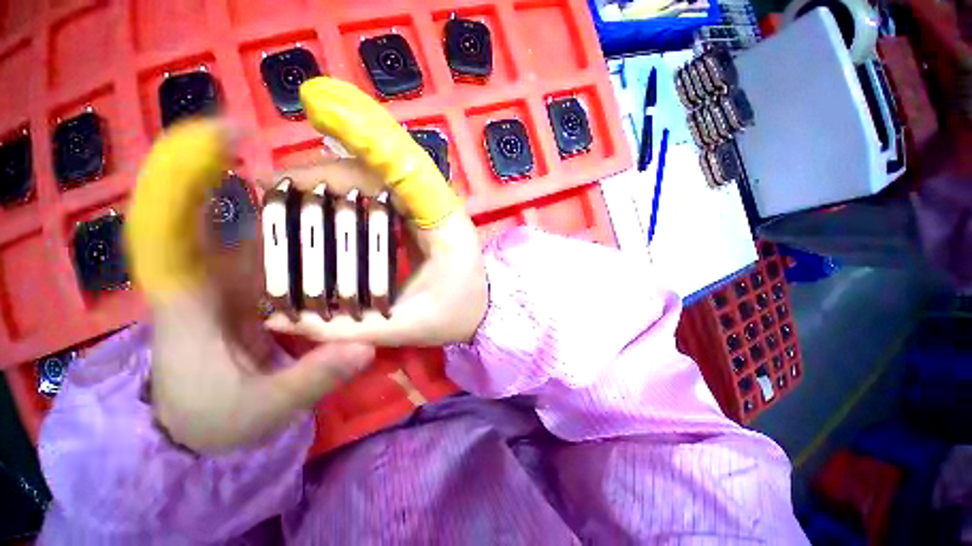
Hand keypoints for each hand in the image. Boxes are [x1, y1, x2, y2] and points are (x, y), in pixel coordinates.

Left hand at [126, 120, 373, 453]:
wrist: (196, 429)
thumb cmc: (216, 421)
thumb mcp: (264, 409)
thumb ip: (312, 378)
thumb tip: (367, 346)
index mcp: (191, 302)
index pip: (174, 224)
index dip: (191, 173)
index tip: (224, 135)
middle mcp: (208, 279)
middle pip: (225, 211)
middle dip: (263, 177)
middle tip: (320, 164)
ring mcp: (230, 282)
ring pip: (254, 227)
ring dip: (288, 202)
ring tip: (338, 189)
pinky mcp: (249, 290)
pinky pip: (271, 249)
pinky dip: (296, 230)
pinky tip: (333, 226)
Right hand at [263, 77, 487, 346]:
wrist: (481, 310)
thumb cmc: (454, 316)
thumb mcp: (406, 328)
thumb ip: (349, 328)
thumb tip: (278, 317)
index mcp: (444, 226)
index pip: (406, 169)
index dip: (364, 137)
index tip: (313, 113)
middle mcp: (438, 206)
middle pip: (380, 169)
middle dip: (324, 171)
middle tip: (272, 186)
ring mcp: (430, 206)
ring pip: (377, 176)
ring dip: (330, 178)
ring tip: (284, 192)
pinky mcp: (421, 213)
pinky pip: (382, 189)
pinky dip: (347, 190)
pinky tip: (318, 201)